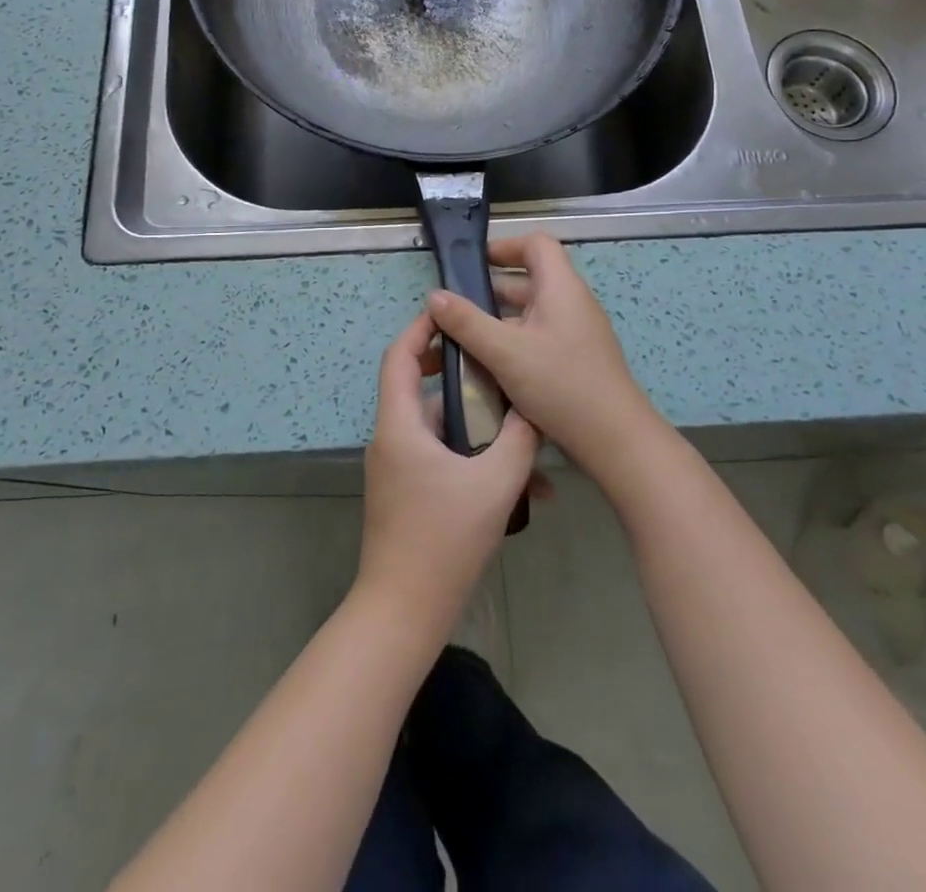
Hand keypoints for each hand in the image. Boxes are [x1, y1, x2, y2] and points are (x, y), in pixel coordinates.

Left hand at [357, 310, 539, 639]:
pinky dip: (469, 457)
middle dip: (455, 372)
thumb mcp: (493, 485)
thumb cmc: (443, 540)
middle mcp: (391, 439)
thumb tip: (533, 410)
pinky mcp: (407, 493)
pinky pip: (439, 457)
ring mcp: (397, 468)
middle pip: (416, 387)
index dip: (421, 329)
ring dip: (474, 423)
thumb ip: (518, 441)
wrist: (404, 611)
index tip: (452, 314)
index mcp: (399, 425)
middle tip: (493, 362)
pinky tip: (516, 481)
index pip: (398, 356)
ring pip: (435, 426)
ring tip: (519, 426)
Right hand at [427, 234, 661, 486]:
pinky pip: (539, 336)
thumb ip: (467, 322)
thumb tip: (435, 295)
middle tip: (457, 306)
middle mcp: (572, 303)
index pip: (536, 244)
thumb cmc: (561, 385)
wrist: (615, 440)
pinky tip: (491, 365)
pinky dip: (513, 341)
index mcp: (561, 288)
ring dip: (499, 319)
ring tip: (464, 338)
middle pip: (530, 279)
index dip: (505, 246)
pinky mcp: (576, 359)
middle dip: (491, 289)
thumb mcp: (505, 352)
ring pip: (532, 312)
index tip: (473, 264)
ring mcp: (577, 332)